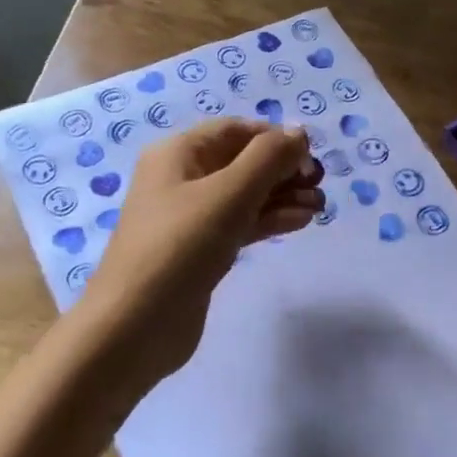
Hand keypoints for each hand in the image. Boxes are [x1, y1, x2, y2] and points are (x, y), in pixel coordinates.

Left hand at [80, 118, 323, 385]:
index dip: (275, 139)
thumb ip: (268, 159)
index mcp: (177, 154)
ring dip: (282, 197)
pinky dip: (269, 221)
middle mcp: (181, 179)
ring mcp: (190, 218)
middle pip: (241, 162)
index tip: (311, 158)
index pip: (235, 131)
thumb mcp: (228, 194)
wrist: (137, 325)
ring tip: (319, 208)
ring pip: (244, 196)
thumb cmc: (180, 247)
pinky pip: (240, 224)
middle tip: (320, 185)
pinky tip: (300, 223)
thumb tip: (299, 132)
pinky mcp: (201, 251)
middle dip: (282, 170)